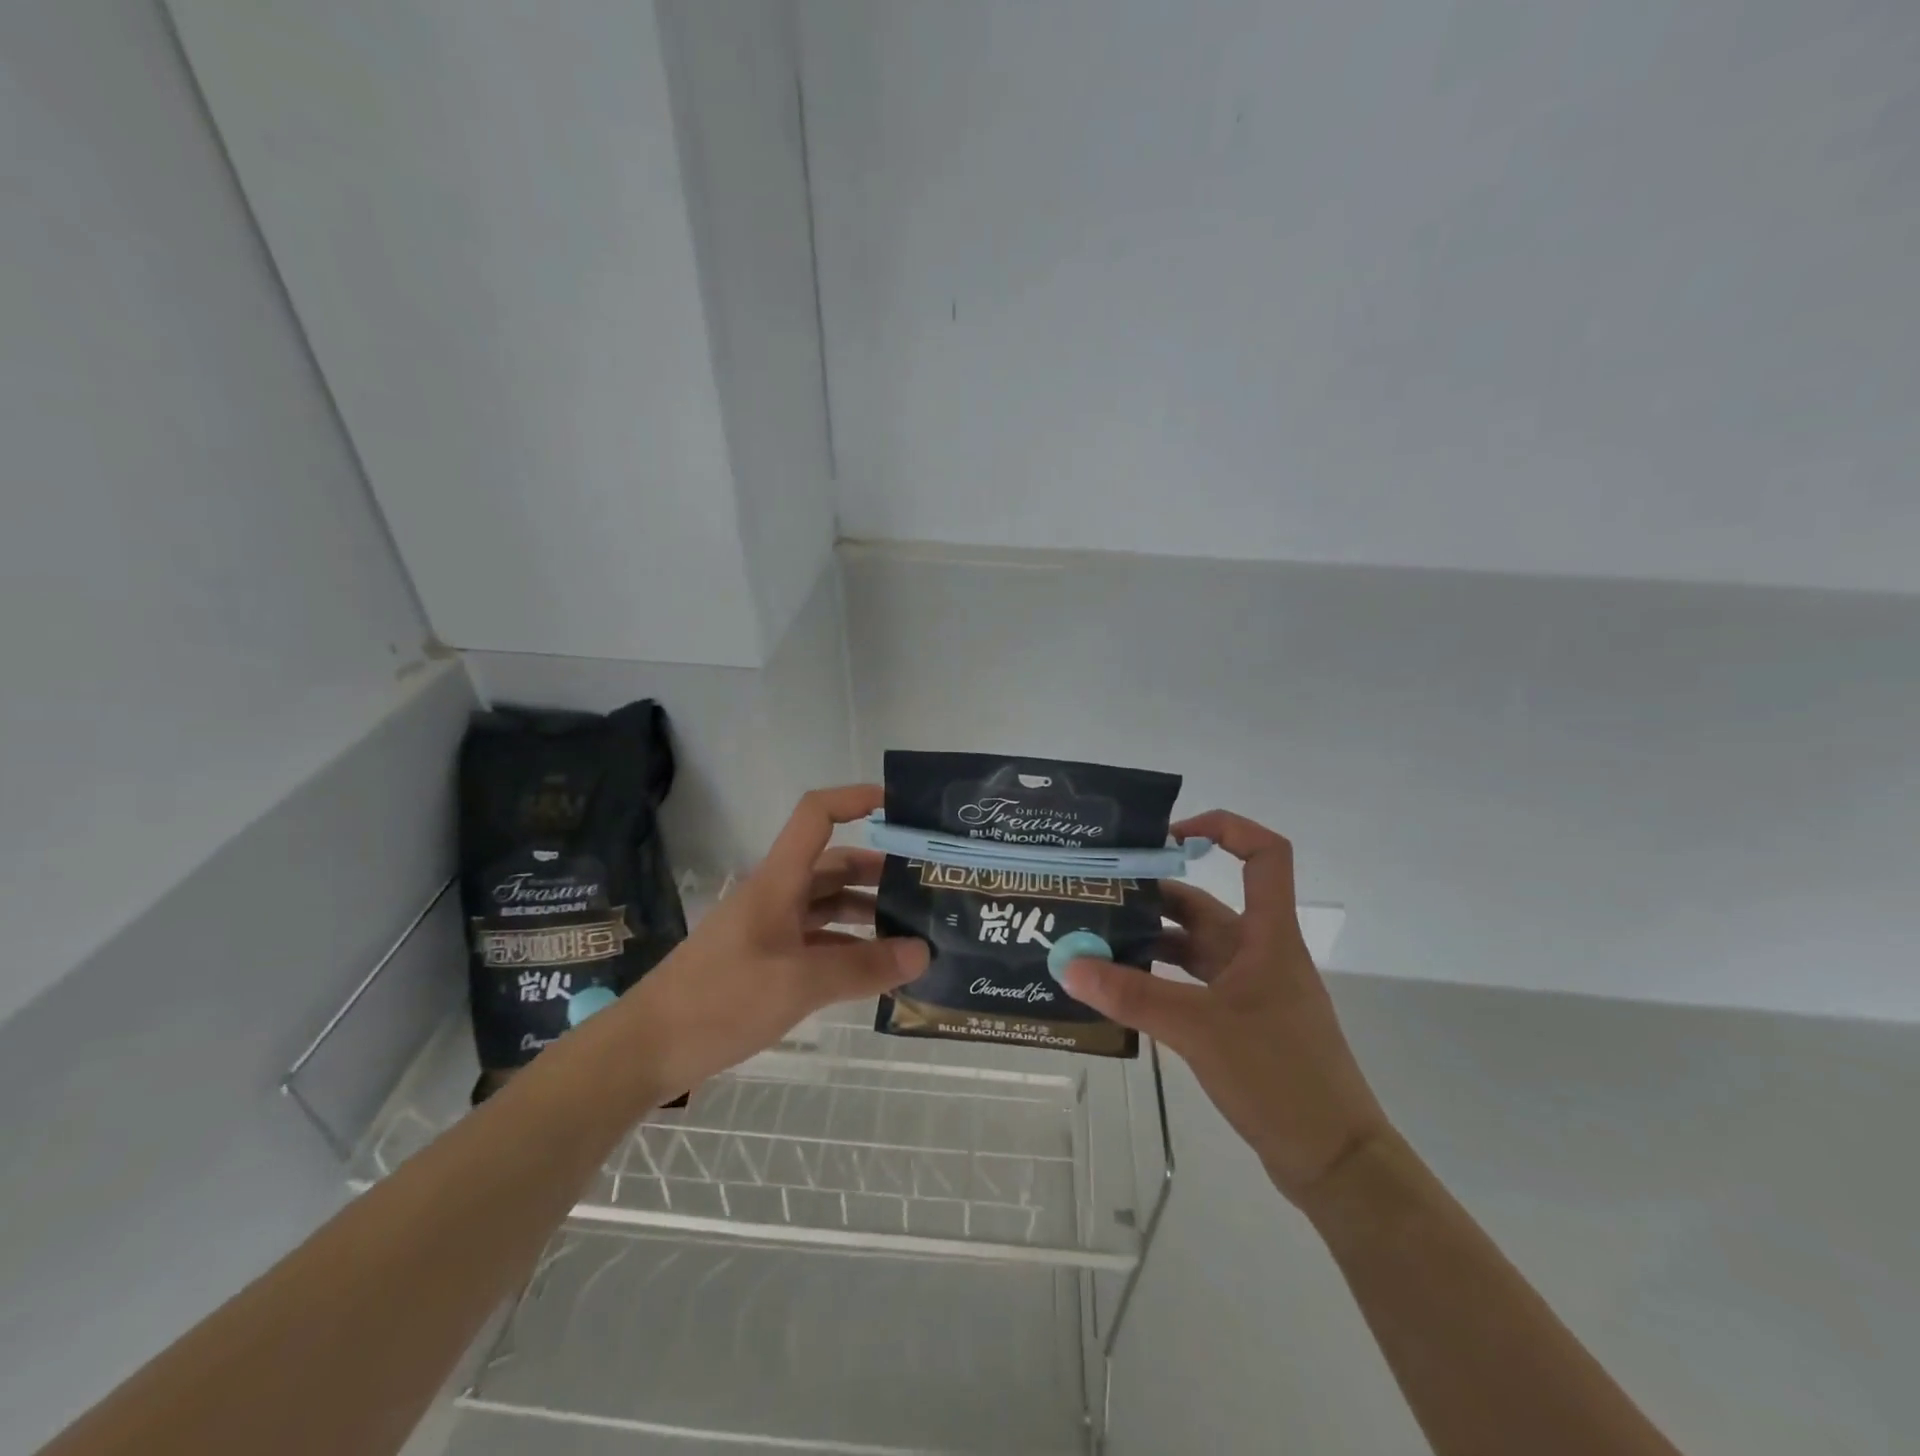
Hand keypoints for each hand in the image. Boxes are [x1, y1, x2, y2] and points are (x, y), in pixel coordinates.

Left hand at [627, 785, 928, 1095]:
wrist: (647, 1049)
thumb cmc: (720, 1001)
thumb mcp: (798, 984)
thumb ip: (863, 967)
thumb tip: (924, 952)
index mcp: (778, 881)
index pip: (816, 815)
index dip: (855, 799)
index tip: (899, 808)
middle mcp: (776, 895)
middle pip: (833, 864)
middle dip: (878, 870)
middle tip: (925, 888)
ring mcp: (770, 929)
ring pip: (827, 905)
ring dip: (866, 911)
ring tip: (912, 931)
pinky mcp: (765, 961)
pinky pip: (817, 941)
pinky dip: (848, 947)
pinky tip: (876, 969)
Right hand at [1061, 811, 1390, 1205]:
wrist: (1334, 1162)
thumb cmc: (1280, 1076)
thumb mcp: (1199, 1029)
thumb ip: (1133, 995)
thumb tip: (1068, 964)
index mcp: (1268, 936)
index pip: (1265, 855)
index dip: (1225, 829)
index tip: (1168, 838)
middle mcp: (1260, 952)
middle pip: (1207, 905)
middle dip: (1154, 897)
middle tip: (1098, 897)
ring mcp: (1252, 989)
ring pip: (1195, 948)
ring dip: (1151, 942)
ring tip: (1095, 943)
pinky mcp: (1241, 1023)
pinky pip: (1193, 985)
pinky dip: (1159, 980)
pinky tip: (1121, 991)